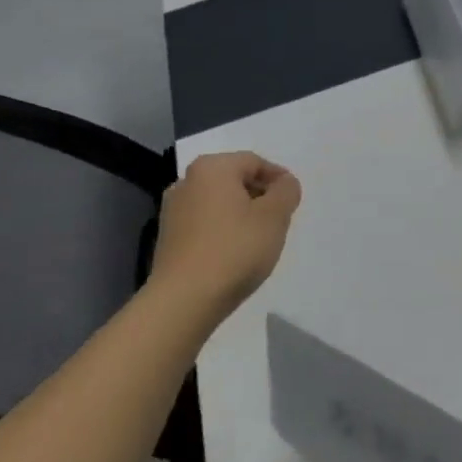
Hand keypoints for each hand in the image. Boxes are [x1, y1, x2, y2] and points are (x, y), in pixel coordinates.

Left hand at [151, 152, 300, 315]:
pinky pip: (205, 222)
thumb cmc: (235, 249)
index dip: (279, 178)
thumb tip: (284, 183)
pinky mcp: (168, 237)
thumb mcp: (274, 217)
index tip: (293, 201)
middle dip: (260, 196)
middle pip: (234, 180)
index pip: (254, 162)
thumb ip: (286, 192)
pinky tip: (235, 252)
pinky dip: (224, 229)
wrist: (184, 299)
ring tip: (260, 239)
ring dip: (242, 213)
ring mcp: (173, 210)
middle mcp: (187, 181)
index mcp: (212, 168)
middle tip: (280, 220)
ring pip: (219, 202)